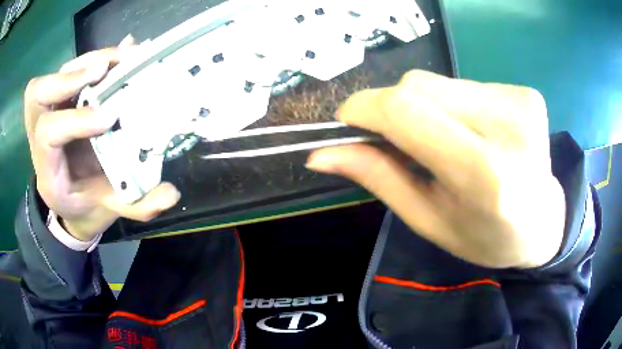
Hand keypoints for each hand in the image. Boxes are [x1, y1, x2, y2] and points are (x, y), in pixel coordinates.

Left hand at [24, 35, 180, 241]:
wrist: (72, 203)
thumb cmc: (87, 206)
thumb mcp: (110, 209)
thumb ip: (137, 205)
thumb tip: (172, 193)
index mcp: (48, 171)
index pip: (47, 134)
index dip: (75, 120)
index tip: (109, 117)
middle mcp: (39, 139)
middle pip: (37, 95)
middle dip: (68, 77)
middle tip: (104, 70)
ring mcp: (47, 115)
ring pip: (51, 77)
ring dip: (84, 62)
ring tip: (118, 58)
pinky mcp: (59, 103)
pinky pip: (66, 72)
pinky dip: (90, 60)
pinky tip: (116, 57)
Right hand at [307, 70, 564, 268]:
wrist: (543, 223)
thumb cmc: (487, 237)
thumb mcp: (429, 220)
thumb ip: (378, 178)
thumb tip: (320, 154)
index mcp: (485, 175)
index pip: (407, 111)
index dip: (364, 109)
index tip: (347, 124)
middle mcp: (508, 127)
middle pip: (420, 88)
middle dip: (395, 111)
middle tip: (402, 145)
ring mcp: (521, 102)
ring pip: (441, 83)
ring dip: (426, 109)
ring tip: (446, 144)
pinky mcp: (525, 92)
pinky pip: (465, 85)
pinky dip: (453, 105)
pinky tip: (472, 133)